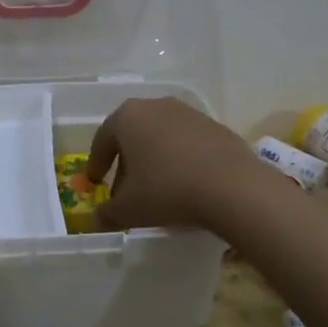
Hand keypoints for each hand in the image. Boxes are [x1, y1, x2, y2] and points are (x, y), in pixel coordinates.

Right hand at [86, 97, 271, 234]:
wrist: (233, 187)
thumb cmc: (168, 191)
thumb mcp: (129, 209)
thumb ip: (107, 214)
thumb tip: (97, 220)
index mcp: (128, 117)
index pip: (102, 140)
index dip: (96, 164)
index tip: (95, 184)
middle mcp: (156, 106)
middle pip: (132, 136)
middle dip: (126, 164)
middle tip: (124, 191)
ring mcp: (189, 113)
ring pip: (160, 137)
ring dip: (154, 161)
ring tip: (156, 190)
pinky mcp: (215, 126)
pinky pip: (187, 143)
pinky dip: (179, 160)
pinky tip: (185, 184)